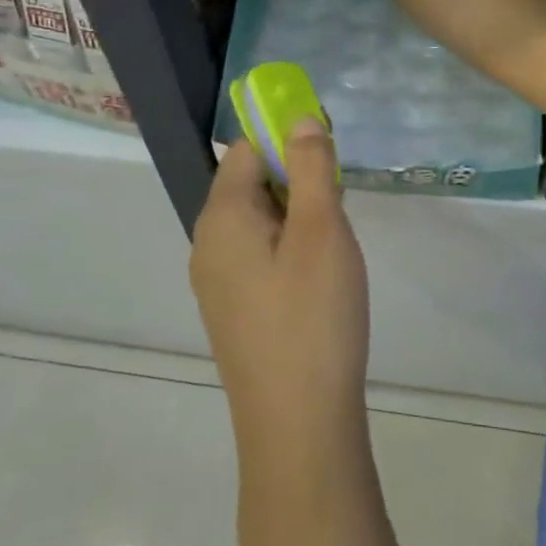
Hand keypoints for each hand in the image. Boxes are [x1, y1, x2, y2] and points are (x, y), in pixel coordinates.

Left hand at [190, 121, 370, 474]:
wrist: (297, 427)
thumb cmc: (313, 317)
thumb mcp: (322, 231)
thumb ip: (311, 167)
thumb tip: (299, 118)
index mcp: (221, 217)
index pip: (245, 149)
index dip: (285, 138)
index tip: (329, 152)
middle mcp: (207, 244)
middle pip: (248, 183)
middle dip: (295, 178)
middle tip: (339, 201)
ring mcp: (216, 283)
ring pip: (256, 222)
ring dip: (295, 215)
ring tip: (334, 240)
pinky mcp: (233, 312)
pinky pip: (257, 256)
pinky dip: (287, 247)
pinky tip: (318, 276)